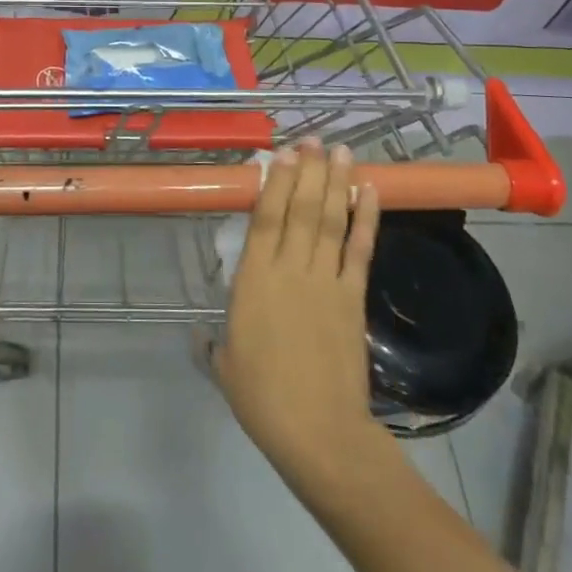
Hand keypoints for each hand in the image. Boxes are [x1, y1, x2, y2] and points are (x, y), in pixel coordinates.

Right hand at [216, 141, 380, 482]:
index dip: (274, 182)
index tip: (282, 154)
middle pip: (300, 209)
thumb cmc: (262, 397)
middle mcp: (290, 270)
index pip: (265, 219)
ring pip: (330, 220)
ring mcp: (325, 281)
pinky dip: (365, 218)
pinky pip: (359, 250)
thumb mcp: (225, 364)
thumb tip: (201, 337)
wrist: (318, 431)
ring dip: (335, 183)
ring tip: (341, 151)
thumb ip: (213, 343)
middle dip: (308, 170)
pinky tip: (369, 192)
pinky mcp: (352, 297)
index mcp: (253, 281)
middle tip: (314, 140)